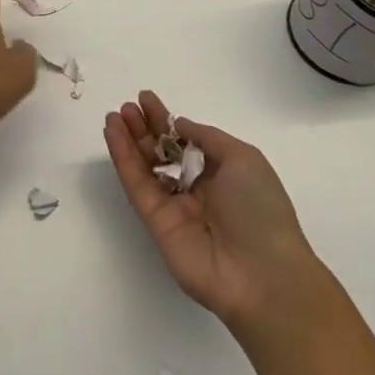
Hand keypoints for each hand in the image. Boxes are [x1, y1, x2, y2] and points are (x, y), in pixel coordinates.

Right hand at [104, 91, 322, 333]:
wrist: (261, 274)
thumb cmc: (260, 209)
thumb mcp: (243, 158)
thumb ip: (205, 137)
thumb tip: (179, 125)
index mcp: (223, 172)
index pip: (187, 140)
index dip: (166, 120)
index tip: (146, 99)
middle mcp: (197, 188)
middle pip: (163, 152)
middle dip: (144, 128)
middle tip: (127, 106)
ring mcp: (174, 206)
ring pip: (145, 166)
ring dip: (129, 140)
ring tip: (115, 115)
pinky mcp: (155, 222)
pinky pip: (137, 185)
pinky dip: (123, 159)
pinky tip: (113, 135)